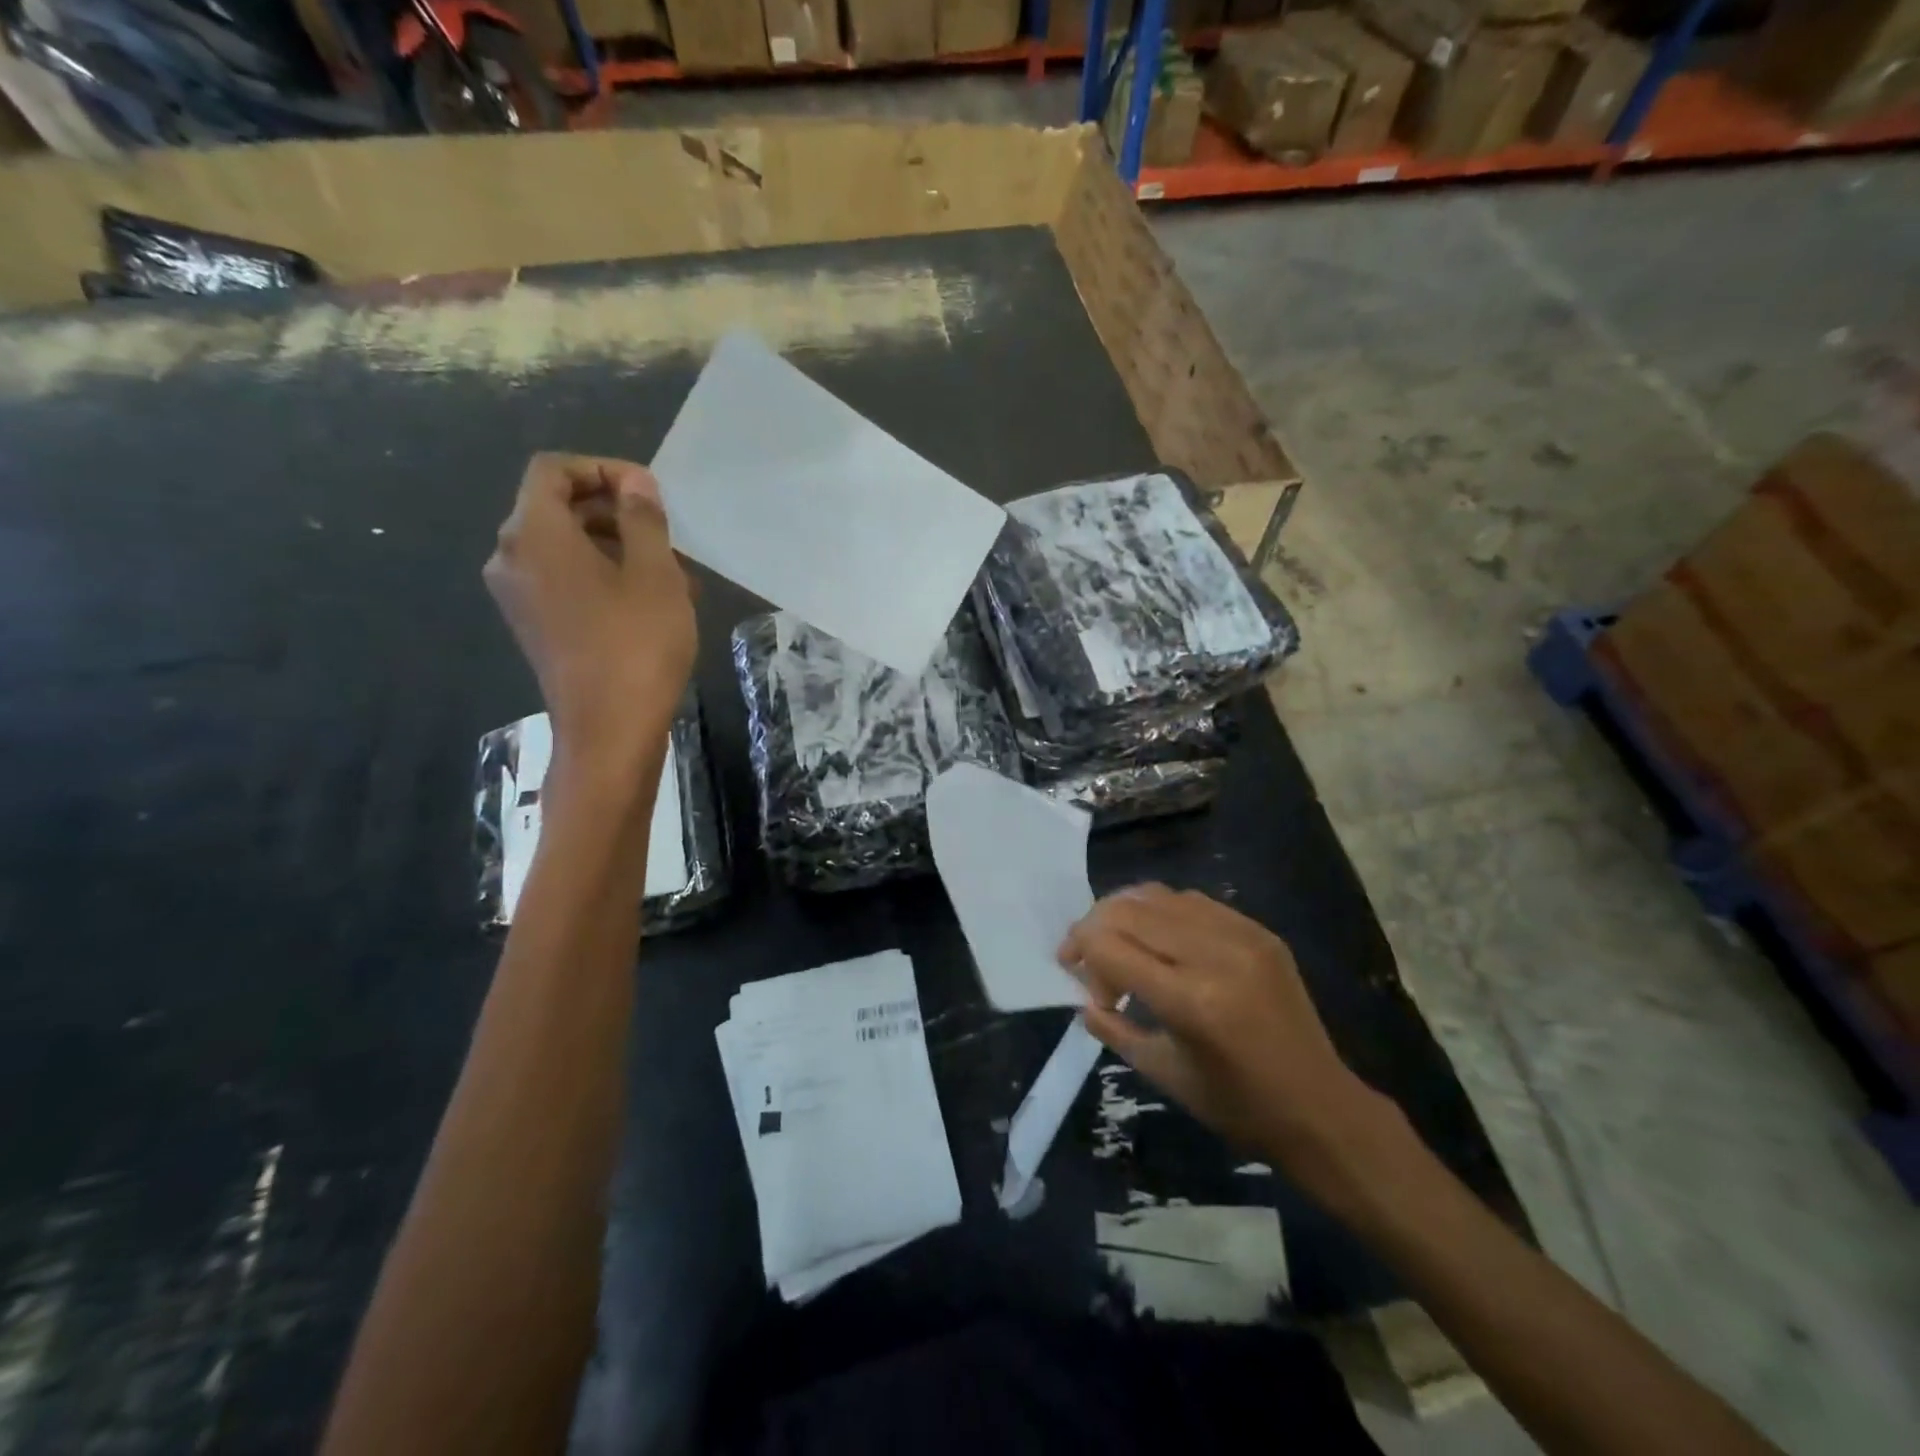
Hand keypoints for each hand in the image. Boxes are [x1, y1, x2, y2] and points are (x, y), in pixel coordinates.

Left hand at [483, 454, 696, 776]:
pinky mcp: (533, 626)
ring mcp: (518, 595)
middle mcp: (511, 557)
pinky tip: (647, 602)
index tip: (648, 493)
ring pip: (564, 548)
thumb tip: (635, 483)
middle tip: (666, 535)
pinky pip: (562, 580)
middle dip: (614, 511)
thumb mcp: (655, 573)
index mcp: (534, 534)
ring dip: (614, 547)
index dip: (601, 469)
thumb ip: (643, 518)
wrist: (609, 730)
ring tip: (669, 573)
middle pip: (556, 508)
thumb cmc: (636, 644)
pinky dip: (600, 576)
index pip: (553, 470)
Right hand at [1059, 885, 1387, 1188]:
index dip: (1079, 951)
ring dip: (1125, 912)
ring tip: (1117, 940)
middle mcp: (1215, 955)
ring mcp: (1242, 936)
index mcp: (1191, 1002)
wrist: (1320, 1107)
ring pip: (1159, 896)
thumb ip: (1114, 1028)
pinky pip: (1194, 902)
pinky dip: (1162, 911)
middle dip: (1094, 927)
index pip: (1110, 947)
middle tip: (1085, 955)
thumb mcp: (1162, 1074)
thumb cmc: (1236, 1105)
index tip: (1072, 971)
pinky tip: (1157, 936)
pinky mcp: (1260, 931)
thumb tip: (1083, 996)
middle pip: (1129, 911)